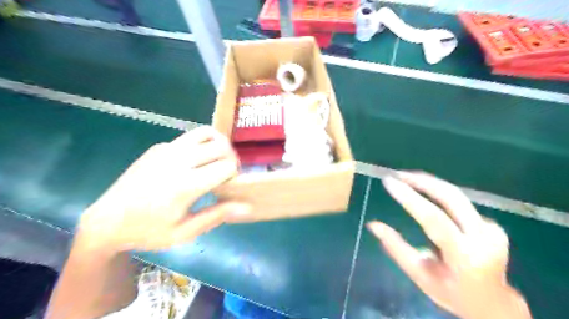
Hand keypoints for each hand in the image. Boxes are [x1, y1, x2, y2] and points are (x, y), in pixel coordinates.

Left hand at [77, 126, 249, 252]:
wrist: (107, 221)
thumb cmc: (148, 231)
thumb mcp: (184, 232)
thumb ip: (216, 215)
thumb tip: (246, 206)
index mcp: (185, 185)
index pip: (227, 166)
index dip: (235, 175)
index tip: (230, 186)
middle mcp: (178, 161)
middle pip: (221, 146)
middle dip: (232, 158)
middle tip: (227, 173)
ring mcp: (166, 150)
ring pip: (206, 132)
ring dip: (219, 144)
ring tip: (217, 159)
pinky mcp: (158, 147)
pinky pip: (189, 138)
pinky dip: (201, 146)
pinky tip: (193, 163)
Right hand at [367, 172, 530, 318]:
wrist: (492, 304)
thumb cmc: (450, 292)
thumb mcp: (418, 275)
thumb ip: (396, 248)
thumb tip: (373, 224)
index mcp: (464, 257)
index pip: (434, 219)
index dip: (410, 198)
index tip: (389, 182)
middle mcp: (484, 239)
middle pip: (451, 198)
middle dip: (421, 181)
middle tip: (397, 174)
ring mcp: (492, 229)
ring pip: (456, 196)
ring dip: (429, 183)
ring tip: (405, 177)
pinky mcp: (492, 224)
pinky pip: (460, 203)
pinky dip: (438, 193)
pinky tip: (423, 192)